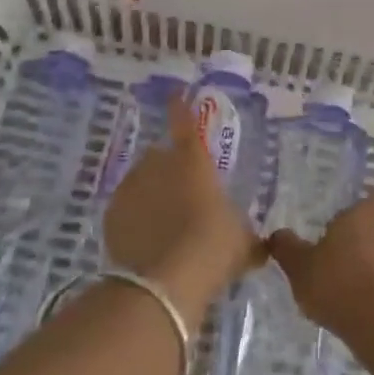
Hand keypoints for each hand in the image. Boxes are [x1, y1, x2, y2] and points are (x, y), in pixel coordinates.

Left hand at [103, 94, 260, 308]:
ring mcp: (130, 189)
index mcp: (193, 161)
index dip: (180, 107)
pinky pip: (126, 210)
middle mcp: (157, 166)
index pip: (185, 123)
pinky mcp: (111, 215)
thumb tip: (262, 245)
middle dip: (168, 170)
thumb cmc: (214, 247)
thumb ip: (248, 235)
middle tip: (182, 197)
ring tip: (164, 226)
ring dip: (150, 196)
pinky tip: (146, 244)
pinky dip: (134, 220)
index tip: (174, 93)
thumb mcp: (242, 241)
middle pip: (160, 157)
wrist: (166, 281)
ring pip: (140, 183)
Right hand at [266, 191, 373, 352]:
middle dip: (369, 235)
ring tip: (348, 279)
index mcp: (364, 215)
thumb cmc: (337, 282)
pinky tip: (357, 303)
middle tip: (346, 247)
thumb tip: (277, 234)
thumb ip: (287, 248)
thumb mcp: (299, 266)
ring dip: (373, 263)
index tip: (362, 211)